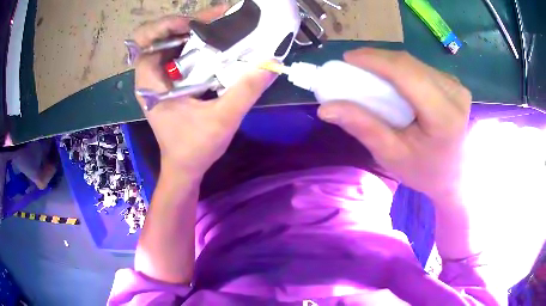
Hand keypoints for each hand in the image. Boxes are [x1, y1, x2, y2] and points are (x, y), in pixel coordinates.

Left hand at [133, 7, 276, 177]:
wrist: (186, 167)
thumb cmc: (195, 148)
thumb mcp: (222, 119)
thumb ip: (246, 90)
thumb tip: (271, 62)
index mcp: (150, 84)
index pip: (146, 42)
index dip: (166, 26)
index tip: (194, 26)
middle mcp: (150, 77)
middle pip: (161, 36)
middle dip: (186, 23)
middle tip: (216, 19)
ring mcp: (160, 79)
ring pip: (172, 43)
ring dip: (195, 32)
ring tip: (221, 26)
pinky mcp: (171, 82)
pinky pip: (181, 54)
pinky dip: (197, 44)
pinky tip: (217, 43)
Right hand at [318, 49, 470, 200]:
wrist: (457, 175)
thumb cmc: (426, 171)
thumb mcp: (392, 156)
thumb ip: (363, 128)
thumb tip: (326, 108)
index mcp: (444, 116)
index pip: (407, 74)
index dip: (375, 60)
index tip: (348, 58)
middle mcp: (455, 93)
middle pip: (410, 65)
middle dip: (378, 60)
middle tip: (353, 66)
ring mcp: (456, 86)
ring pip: (414, 63)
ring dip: (388, 64)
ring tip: (369, 74)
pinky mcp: (453, 84)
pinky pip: (421, 68)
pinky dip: (401, 70)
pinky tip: (391, 80)